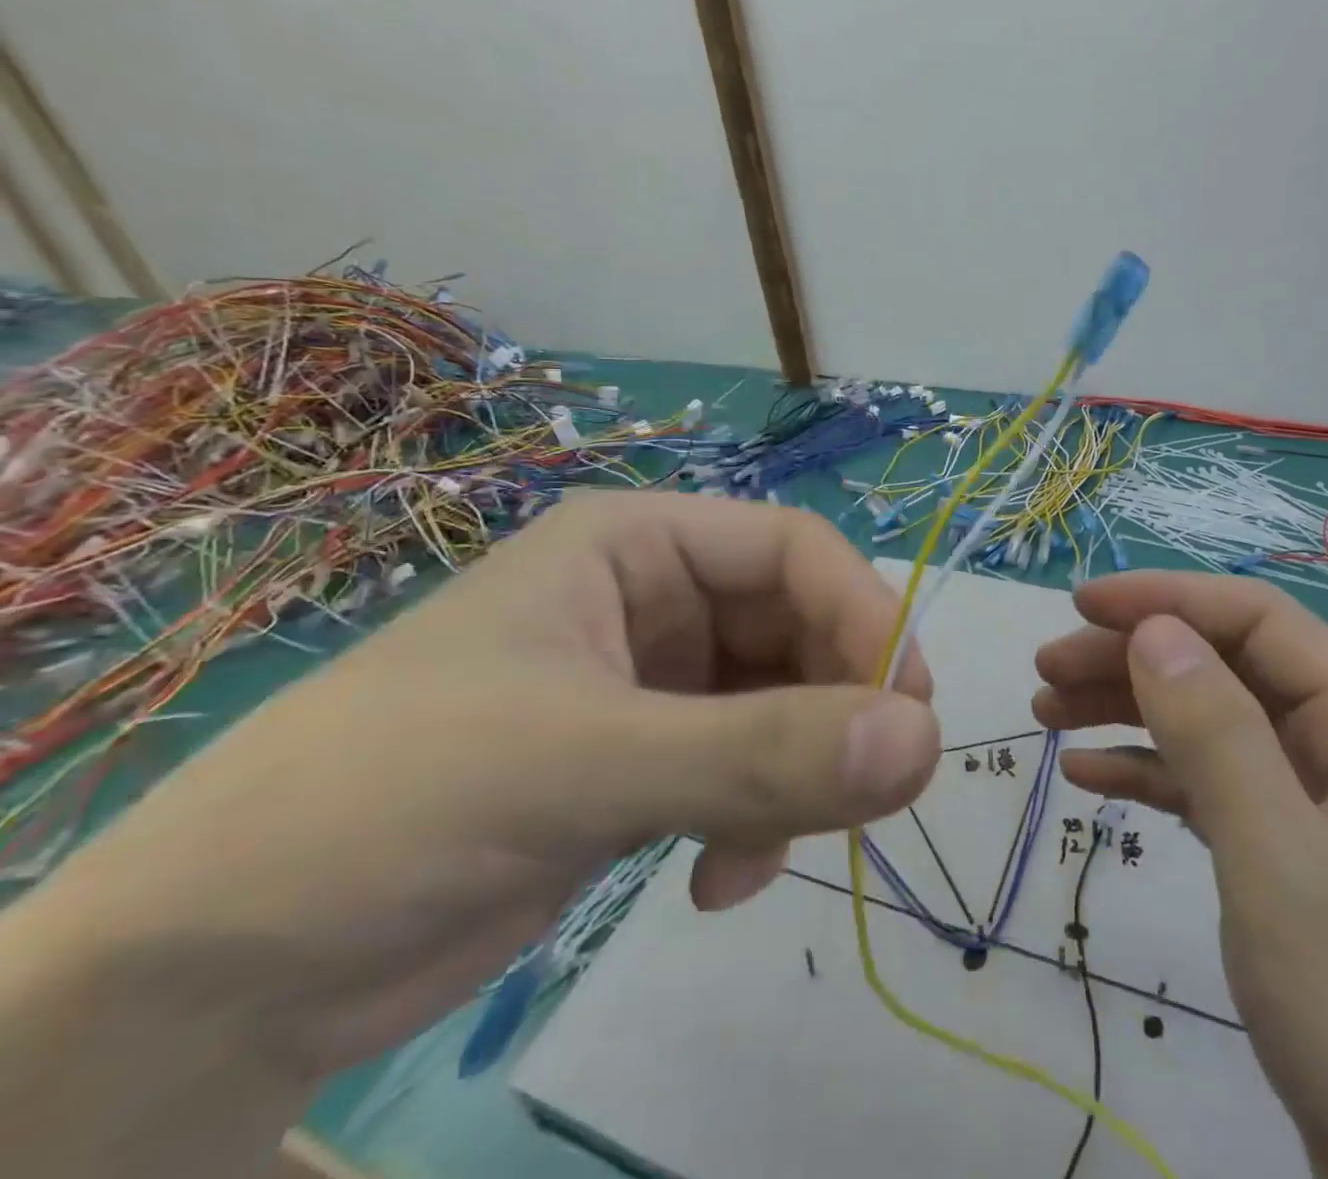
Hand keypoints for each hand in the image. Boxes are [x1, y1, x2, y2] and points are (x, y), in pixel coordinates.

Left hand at [0, 491, 939, 1177]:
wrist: (202, 983)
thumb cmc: (385, 808)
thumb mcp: (586, 767)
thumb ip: (763, 756)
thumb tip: (924, 743)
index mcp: (636, 545)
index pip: (794, 549)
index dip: (863, 615)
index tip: (908, 709)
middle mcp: (653, 600)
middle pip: (797, 628)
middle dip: (834, 709)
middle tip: (869, 793)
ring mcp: (651, 685)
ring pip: (781, 704)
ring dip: (794, 777)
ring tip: (759, 855)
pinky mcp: (644, 763)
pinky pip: (746, 768)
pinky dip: (754, 823)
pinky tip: (716, 884)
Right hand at [1032, 572, 1327, 1178]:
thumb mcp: (1283, 869)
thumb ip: (1217, 735)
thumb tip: (1154, 630)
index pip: (1260, 622)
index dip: (1167, 600)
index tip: (1078, 605)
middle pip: (1230, 669)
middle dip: (1134, 657)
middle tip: (1044, 673)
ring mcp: (1326, 815)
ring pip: (1215, 727)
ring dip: (1131, 711)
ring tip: (1047, 714)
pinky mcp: (1299, 871)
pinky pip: (1215, 792)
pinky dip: (1150, 776)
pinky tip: (1087, 776)